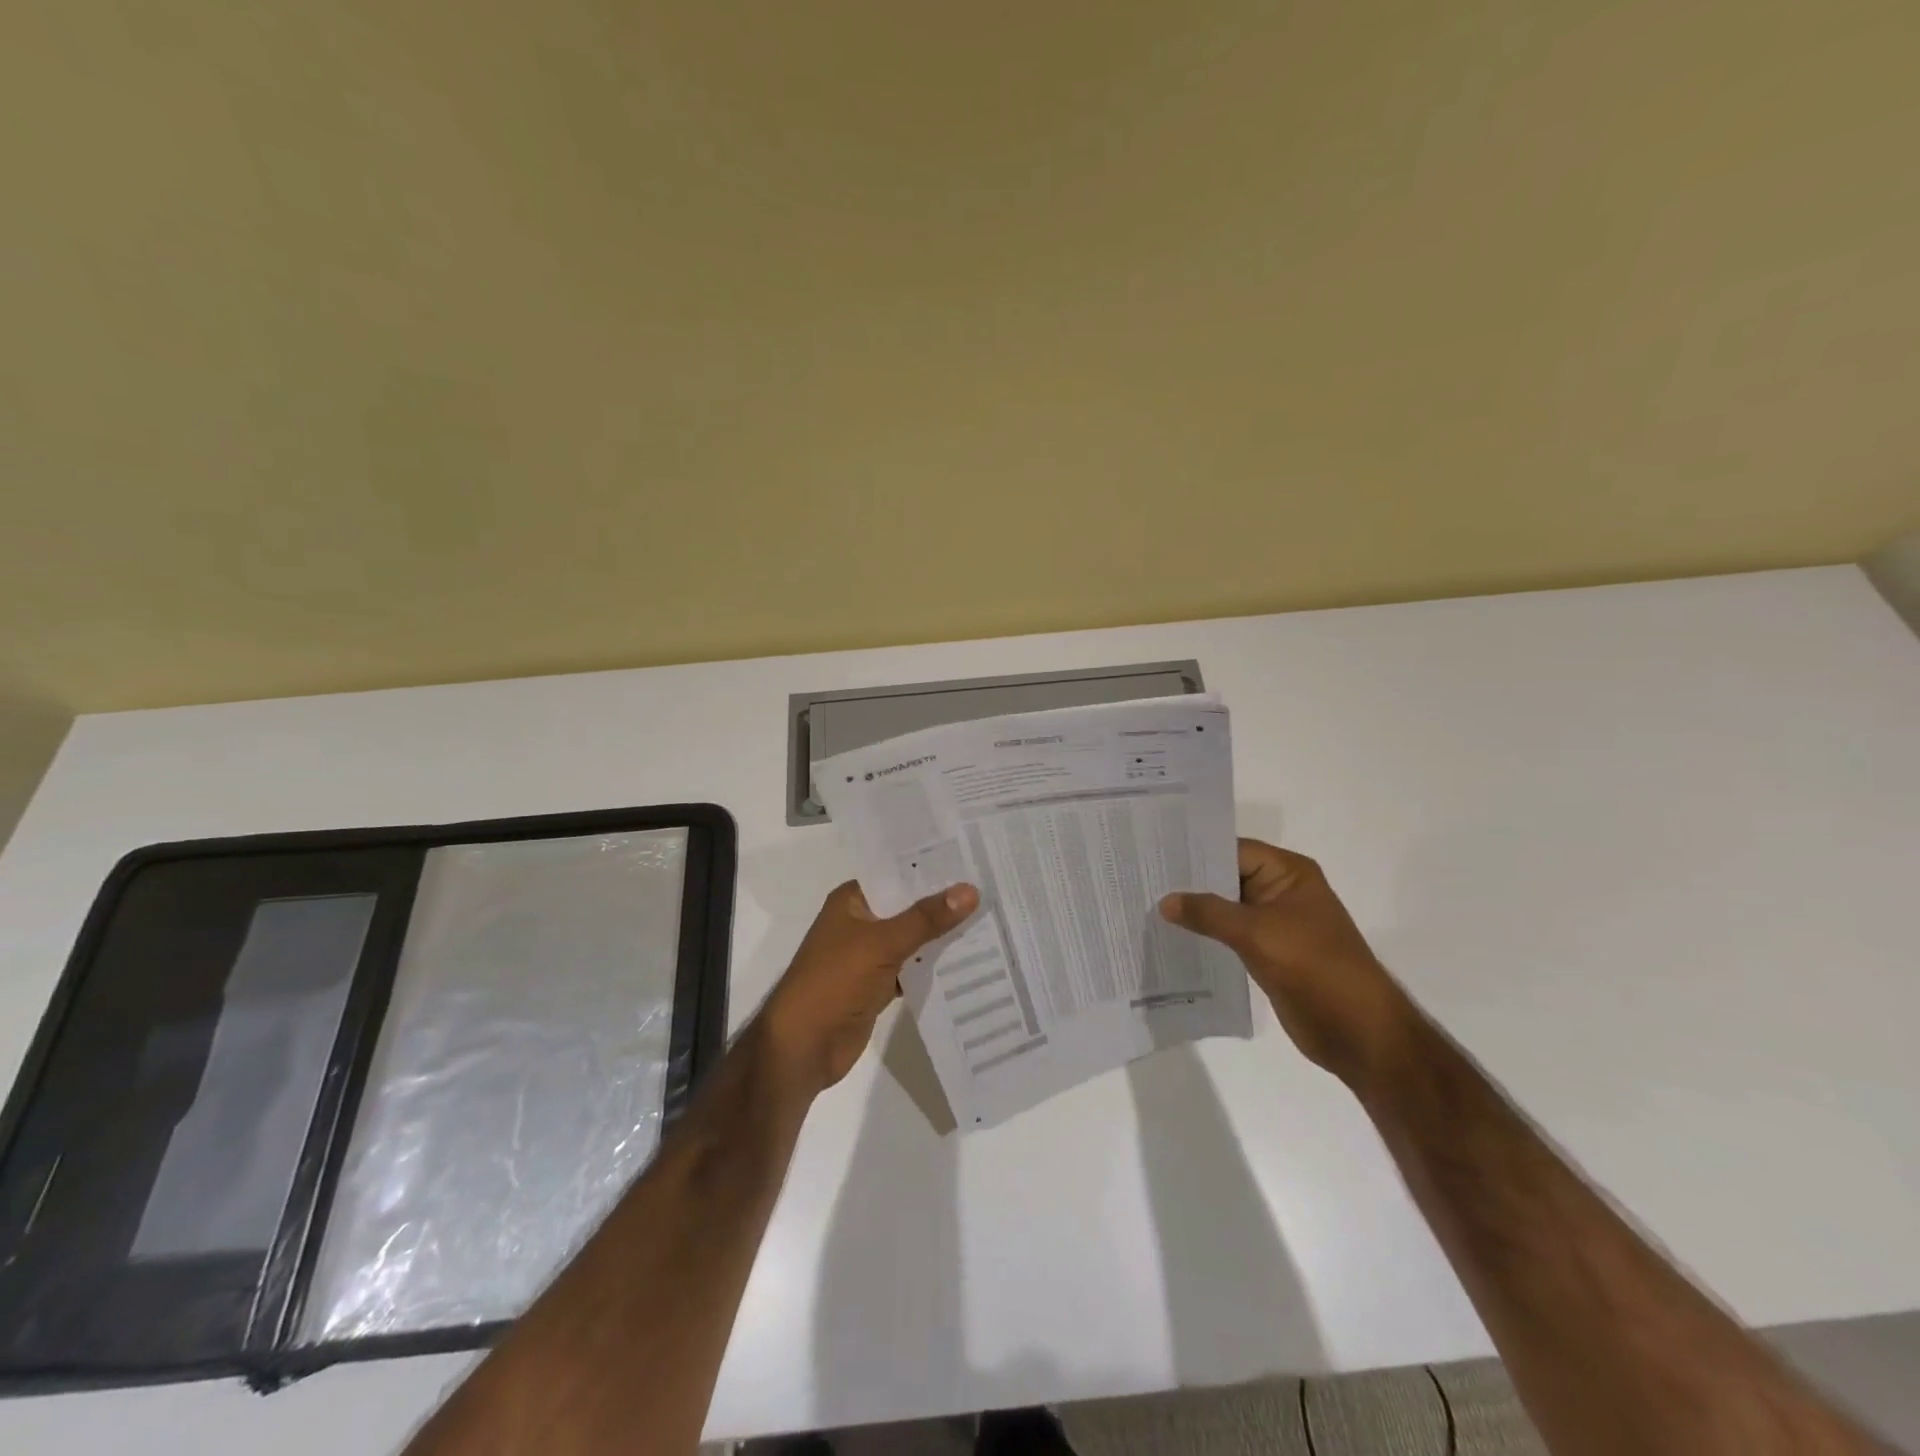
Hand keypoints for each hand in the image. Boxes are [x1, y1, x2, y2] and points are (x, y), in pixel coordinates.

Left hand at [760, 880, 978, 1094]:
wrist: (803, 1047)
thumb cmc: (834, 982)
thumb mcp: (882, 943)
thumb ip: (926, 918)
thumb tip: (970, 890)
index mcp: (852, 901)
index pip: (895, 872)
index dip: (930, 866)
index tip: (971, 857)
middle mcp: (860, 922)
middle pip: (907, 905)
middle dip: (943, 901)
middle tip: (990, 886)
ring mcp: (868, 955)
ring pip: (913, 938)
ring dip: (942, 934)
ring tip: (990, 917)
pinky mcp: (877, 985)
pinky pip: (912, 967)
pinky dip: (934, 966)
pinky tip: (970, 959)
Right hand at [1160, 839, 1413, 1087]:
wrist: (1358, 1030)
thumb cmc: (1313, 967)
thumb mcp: (1256, 932)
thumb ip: (1208, 913)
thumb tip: (1165, 901)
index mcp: (1288, 873)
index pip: (1232, 850)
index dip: (1194, 851)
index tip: (1153, 853)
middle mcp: (1281, 892)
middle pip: (1227, 877)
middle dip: (1188, 882)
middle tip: (1140, 878)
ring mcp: (1275, 924)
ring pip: (1226, 908)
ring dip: (1194, 911)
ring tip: (1146, 905)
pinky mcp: (1269, 953)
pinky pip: (1230, 935)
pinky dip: (1205, 935)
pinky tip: (1171, 936)